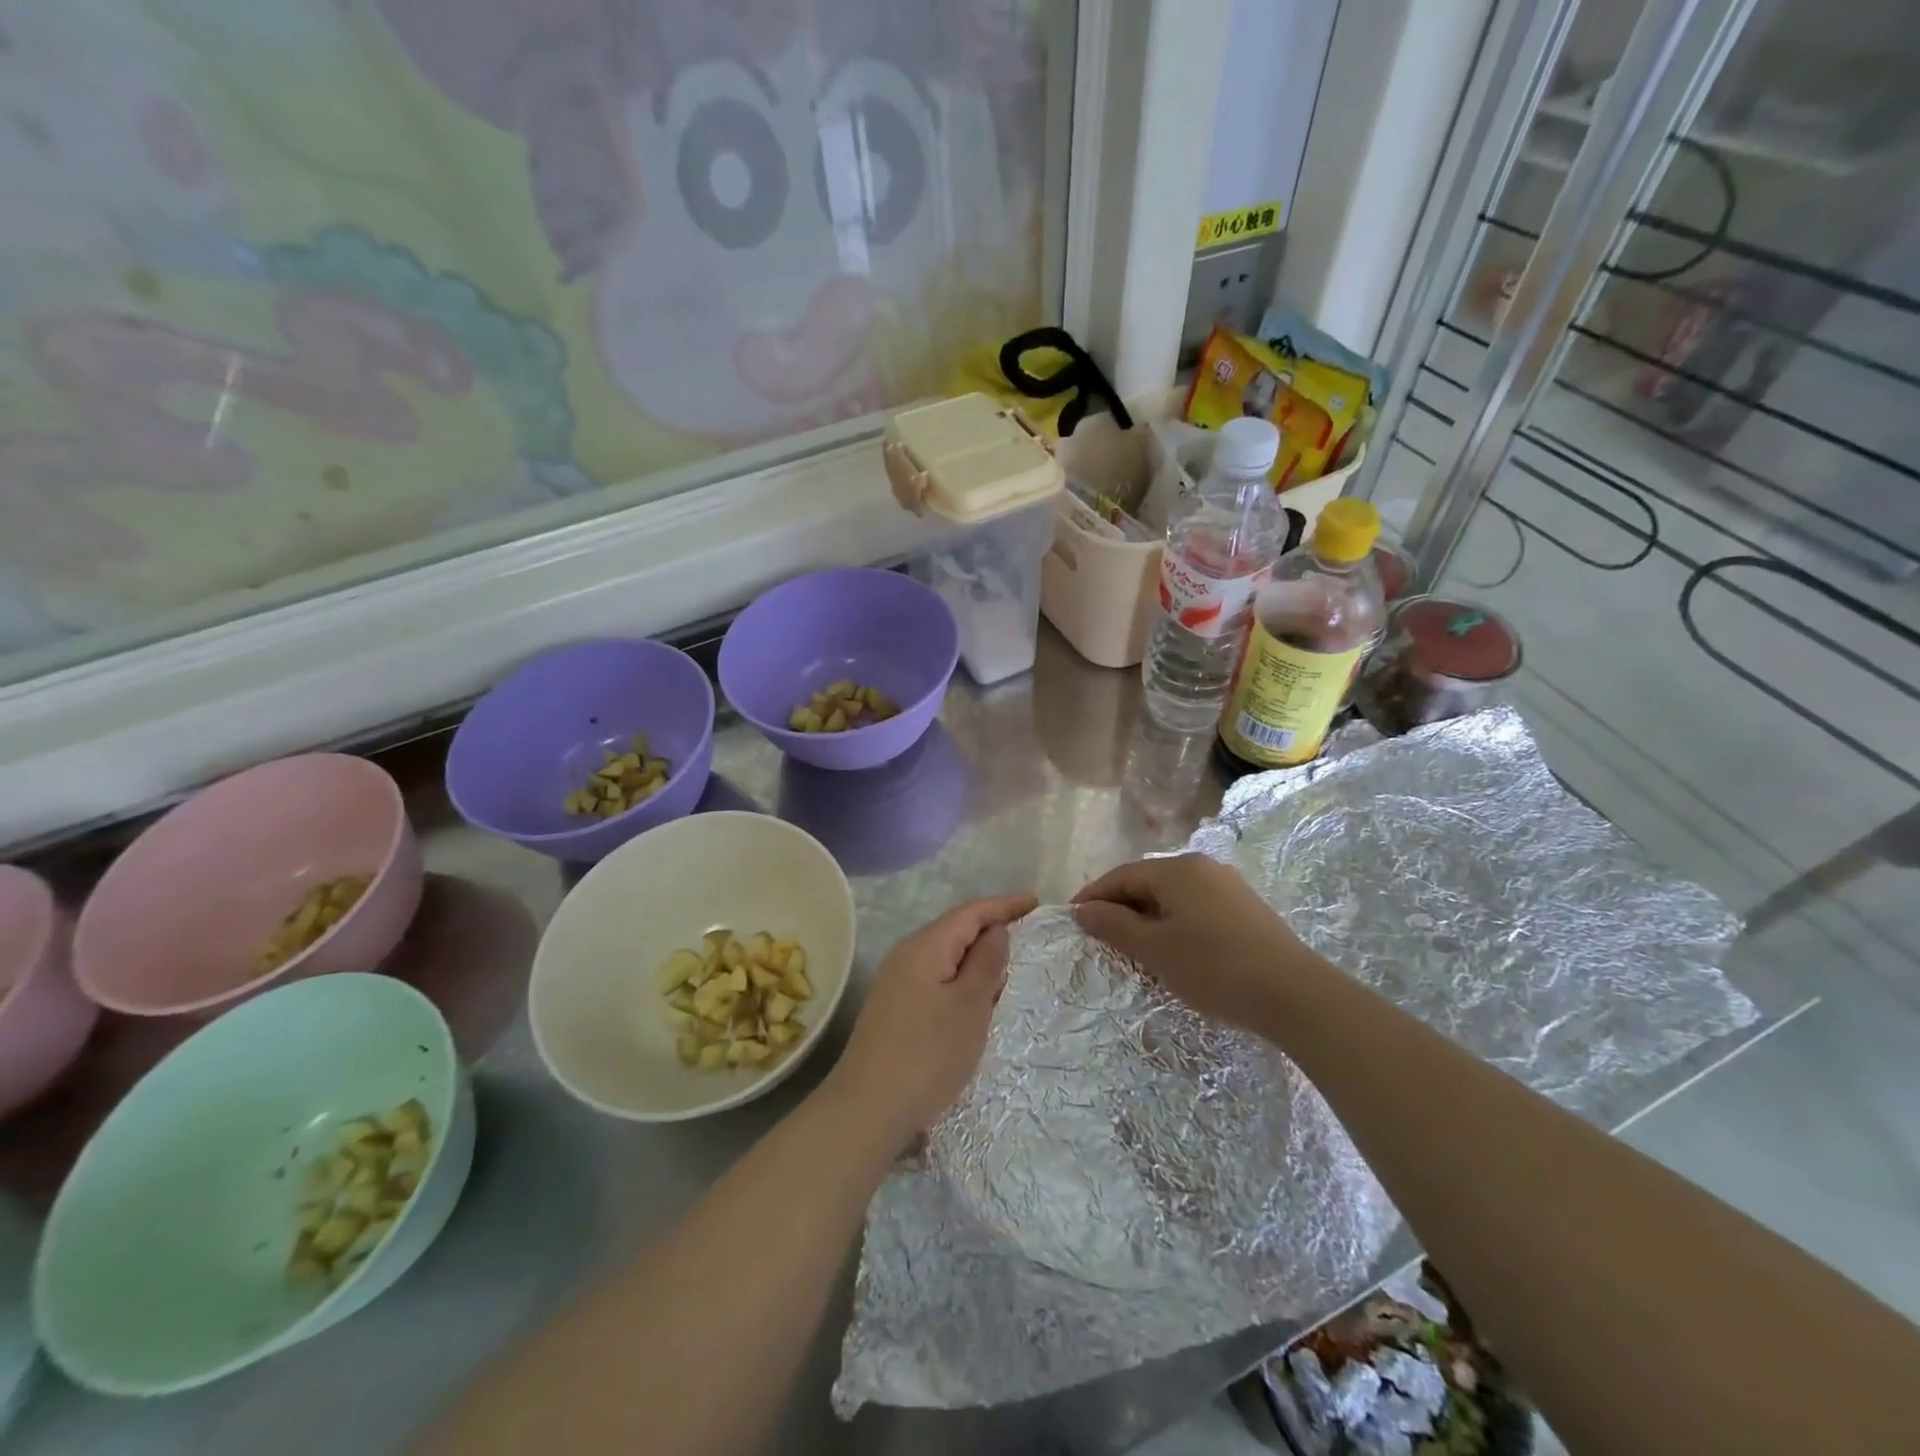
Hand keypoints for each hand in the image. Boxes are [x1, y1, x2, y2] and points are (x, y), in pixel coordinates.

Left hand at [826, 893, 1036, 1154]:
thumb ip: (986, 963)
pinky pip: (936, 979)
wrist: (869, 1108)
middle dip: (991, 929)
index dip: (1003, 905)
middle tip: (1028, 934)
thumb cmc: (928, 1053)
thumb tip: (995, 930)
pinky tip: (977, 999)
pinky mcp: (895, 1009)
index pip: (970, 912)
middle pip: (955, 930)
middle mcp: (906, 955)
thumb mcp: (970, 1006)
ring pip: (946, 957)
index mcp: (925, 946)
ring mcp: (897, 983)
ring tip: (1009, 966)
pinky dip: (961, 980)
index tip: (1035, 901)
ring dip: (977, 958)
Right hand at [1072, 855, 1315, 1032]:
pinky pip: (1195, 906)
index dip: (1093, 896)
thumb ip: (1114, 926)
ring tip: (1133, 946)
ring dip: (1147, 916)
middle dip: (1120, 907)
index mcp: (1177, 869)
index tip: (1072, 918)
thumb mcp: (1155, 950)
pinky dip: (1174, 922)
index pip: (1122, 875)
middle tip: (1100, 936)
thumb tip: (1082, 910)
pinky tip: (1173, 948)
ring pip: (1173, 896)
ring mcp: (1228, 886)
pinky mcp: (1245, 908)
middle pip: (1148, 882)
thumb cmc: (1215, 967)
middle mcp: (1202, 867)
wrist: (1295, 994)